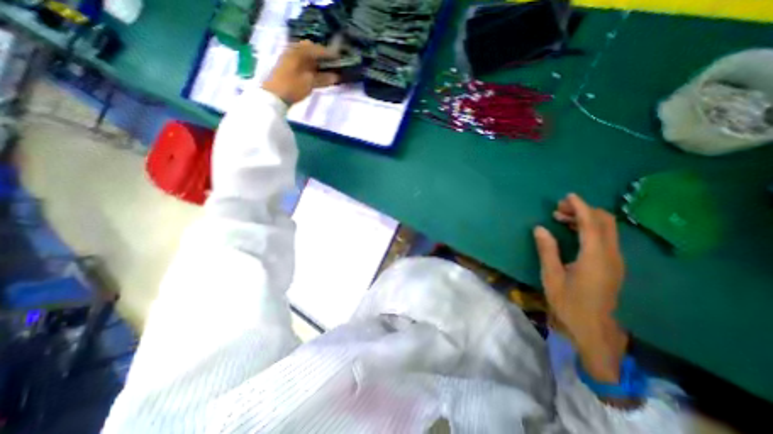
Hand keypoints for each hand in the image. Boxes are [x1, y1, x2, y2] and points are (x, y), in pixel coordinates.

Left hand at [262, 39, 338, 104]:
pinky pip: (302, 63)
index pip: (317, 49)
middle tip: (334, 64)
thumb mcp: (310, 83)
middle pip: (311, 50)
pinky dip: (311, 67)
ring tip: (327, 70)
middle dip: (322, 56)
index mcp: (299, 51)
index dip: (329, 54)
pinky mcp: (288, 68)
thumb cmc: (292, 87)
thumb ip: (323, 79)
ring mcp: (290, 59)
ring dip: (317, 62)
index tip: (340, 59)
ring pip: (306, 57)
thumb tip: (336, 77)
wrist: (274, 96)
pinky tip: (317, 74)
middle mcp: (294, 51)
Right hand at [539, 194, 626, 382]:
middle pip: (605, 222)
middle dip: (584, 210)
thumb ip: (547, 250)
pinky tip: (572, 232)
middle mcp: (611, 255)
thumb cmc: (568, 303)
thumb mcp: (551, 276)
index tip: (567, 196)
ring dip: (586, 219)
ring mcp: (615, 261)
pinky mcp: (613, 266)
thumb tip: (539, 228)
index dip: (580, 207)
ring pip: (606, 230)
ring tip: (560, 219)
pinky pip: (605, 239)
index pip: (591, 224)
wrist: (593, 329)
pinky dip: (590, 229)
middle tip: (558, 209)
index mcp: (595, 257)